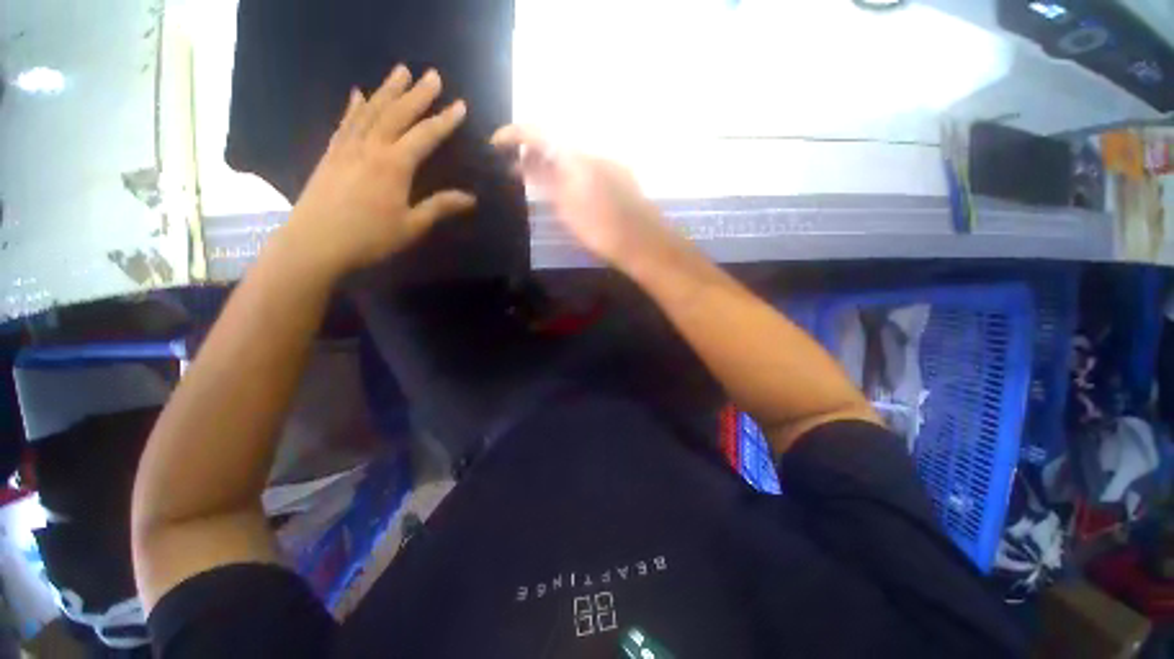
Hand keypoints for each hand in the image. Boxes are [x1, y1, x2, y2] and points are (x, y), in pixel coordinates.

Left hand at [280, 66, 476, 277]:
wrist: (315, 243)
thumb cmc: (369, 238)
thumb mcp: (411, 226)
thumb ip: (439, 207)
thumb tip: (470, 198)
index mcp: (394, 165)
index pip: (425, 136)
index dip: (444, 121)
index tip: (460, 105)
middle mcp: (371, 147)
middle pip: (397, 113)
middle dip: (418, 94)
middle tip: (433, 75)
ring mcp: (348, 146)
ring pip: (371, 110)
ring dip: (388, 90)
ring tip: (400, 70)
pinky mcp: (331, 153)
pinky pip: (346, 122)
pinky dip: (354, 106)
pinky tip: (358, 94)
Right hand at [490, 125, 673, 268]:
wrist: (641, 241)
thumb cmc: (601, 228)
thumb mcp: (566, 207)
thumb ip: (545, 180)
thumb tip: (526, 162)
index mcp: (576, 156)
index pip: (538, 132)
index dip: (514, 134)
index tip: (495, 144)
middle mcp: (592, 151)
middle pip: (555, 143)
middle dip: (531, 151)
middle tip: (513, 168)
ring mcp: (608, 163)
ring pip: (570, 156)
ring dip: (549, 163)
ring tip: (532, 178)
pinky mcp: (618, 176)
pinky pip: (584, 166)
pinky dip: (567, 171)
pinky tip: (562, 187)